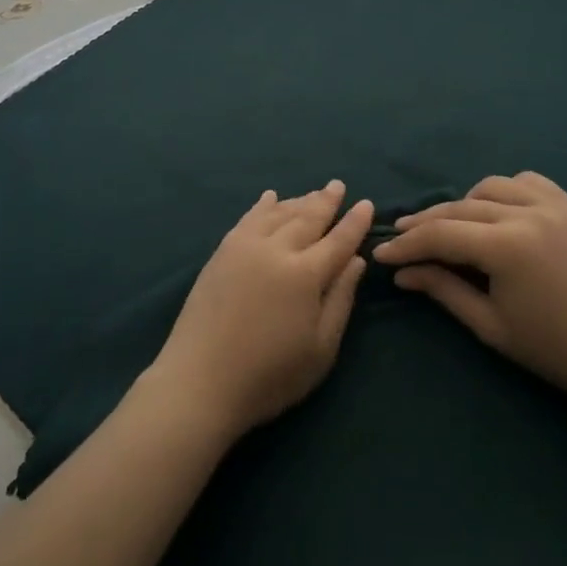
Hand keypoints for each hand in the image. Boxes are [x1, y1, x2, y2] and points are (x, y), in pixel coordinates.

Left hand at [148, 181, 371, 439]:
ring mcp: (245, 247)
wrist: (201, 380)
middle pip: (307, 218)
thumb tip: (355, 261)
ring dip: (298, 201)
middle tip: (338, 185)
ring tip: (313, 193)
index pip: (338, 240)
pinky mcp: (222, 252)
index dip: (354, 222)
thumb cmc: (269, 376)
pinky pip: (248, 218)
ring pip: (278, 213)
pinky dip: (262, 206)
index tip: (365, 204)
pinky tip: (270, 197)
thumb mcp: (320, 349)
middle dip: (326, 201)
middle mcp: (276, 250)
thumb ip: (340, 300)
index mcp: (305, 274)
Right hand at [373, 171, 566, 407]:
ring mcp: (553, 205)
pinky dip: (504, 191)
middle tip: (401, 237)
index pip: (441, 235)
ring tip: (453, 227)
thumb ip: (443, 290)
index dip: (407, 245)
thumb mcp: (490, 325)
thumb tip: (402, 272)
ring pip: (490, 187)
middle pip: (459, 208)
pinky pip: (527, 182)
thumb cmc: (554, 349)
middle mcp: (527, 214)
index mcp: (508, 248)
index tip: (382, 253)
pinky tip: (497, 212)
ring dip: (464, 204)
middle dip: (426, 223)